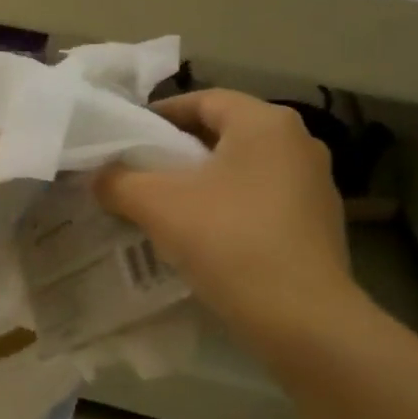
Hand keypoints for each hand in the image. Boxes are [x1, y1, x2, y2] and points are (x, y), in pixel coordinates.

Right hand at [95, 90, 355, 345]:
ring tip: (164, 206)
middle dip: (177, 151)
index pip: (203, 100)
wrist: (301, 318)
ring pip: (241, 169)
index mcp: (265, 124)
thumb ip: (118, 181)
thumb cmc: (228, 241)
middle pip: (223, 134)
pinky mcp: (318, 223)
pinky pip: (260, 200)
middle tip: (138, 172)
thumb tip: (99, 176)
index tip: (127, 137)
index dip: (159, 114)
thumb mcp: (156, 205)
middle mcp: (298, 143)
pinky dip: (227, 207)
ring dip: (201, 181)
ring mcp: (314, 184)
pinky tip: (202, 236)